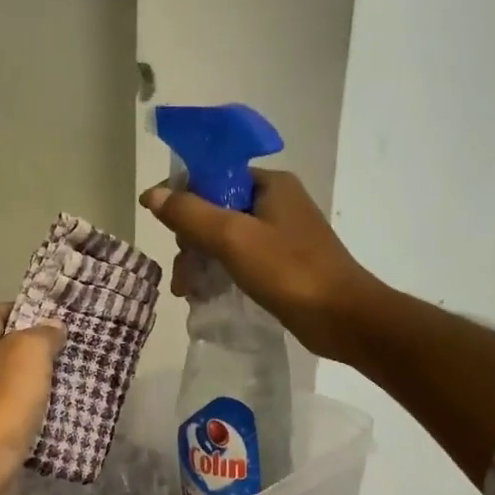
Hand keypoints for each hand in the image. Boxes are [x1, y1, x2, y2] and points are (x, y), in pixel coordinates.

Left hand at [0, 304, 65, 494]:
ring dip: (43, 391)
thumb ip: (41, 335)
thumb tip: (52, 327)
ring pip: (15, 392)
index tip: (56, 319)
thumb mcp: (26, 354)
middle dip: (40, 353)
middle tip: (76, 354)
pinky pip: (19, 427)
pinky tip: (66, 427)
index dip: (22, 309)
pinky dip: (41, 425)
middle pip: (5, 353)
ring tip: (80, 388)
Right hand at [141, 170, 376, 359]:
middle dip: (190, 241)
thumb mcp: (232, 237)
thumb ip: (190, 213)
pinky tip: (205, 296)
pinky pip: (239, 259)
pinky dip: (219, 273)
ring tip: (188, 293)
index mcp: (270, 184)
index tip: (170, 233)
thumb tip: (152, 194)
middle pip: (215, 210)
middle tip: (183, 274)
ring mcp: (281, 234)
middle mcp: (276, 202)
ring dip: (201, 262)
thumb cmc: (288, 271)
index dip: (184, 200)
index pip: (213, 177)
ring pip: (224, 238)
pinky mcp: (282, 263)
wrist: (342, 317)